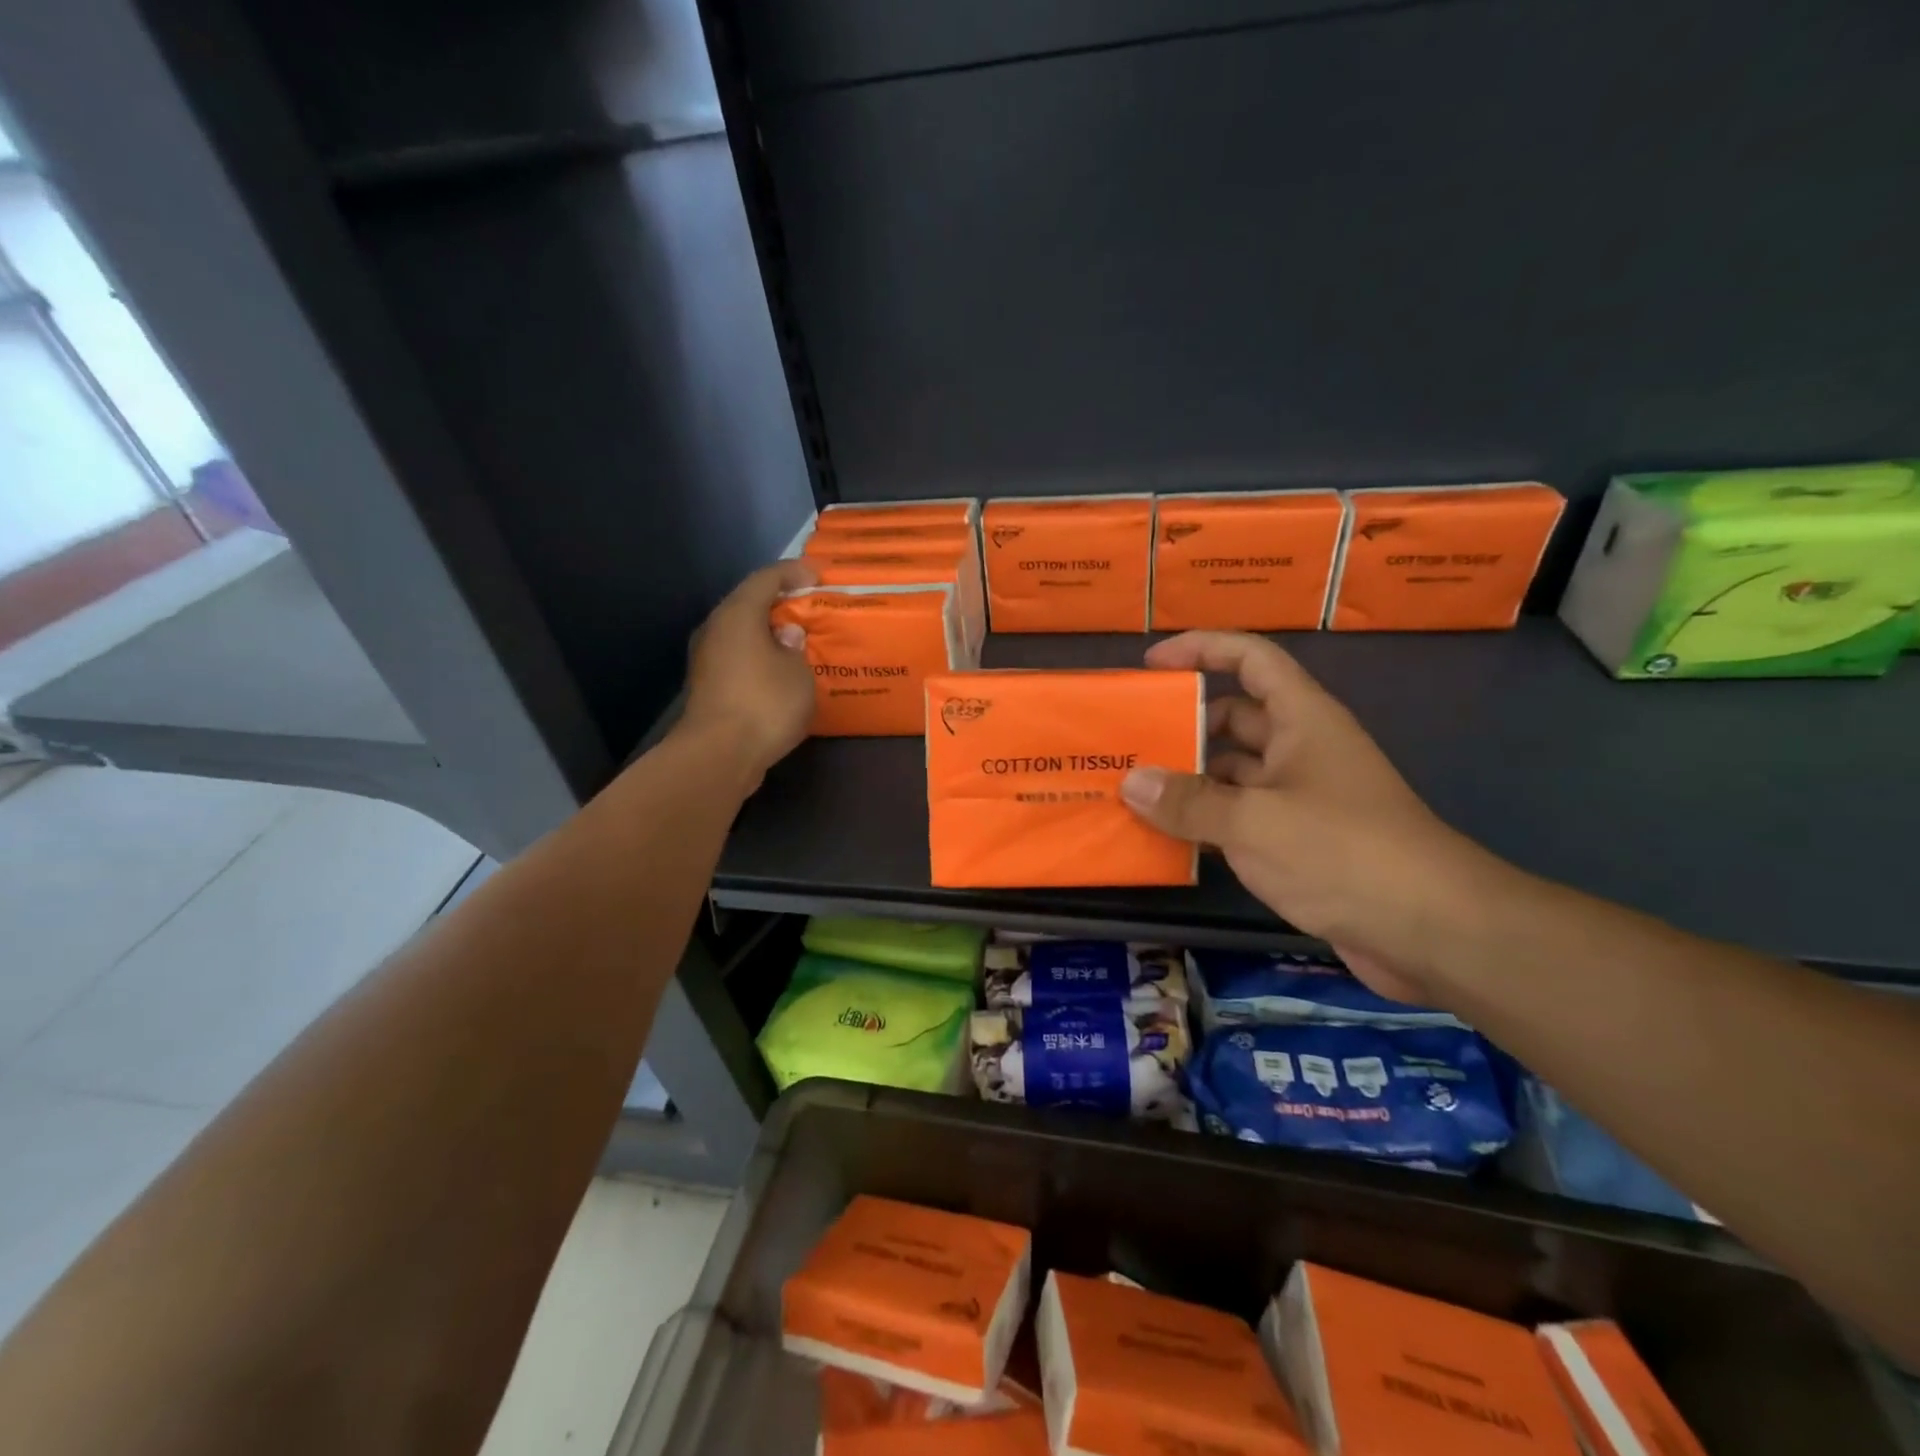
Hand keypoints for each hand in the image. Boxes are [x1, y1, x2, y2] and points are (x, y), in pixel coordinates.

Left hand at [680, 559, 818, 784]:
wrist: (718, 755)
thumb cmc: (764, 703)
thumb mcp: (798, 672)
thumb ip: (796, 647)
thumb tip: (785, 635)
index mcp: (737, 614)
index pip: (765, 578)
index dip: (793, 572)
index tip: (817, 575)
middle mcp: (715, 629)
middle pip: (748, 604)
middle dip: (779, 603)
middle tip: (809, 607)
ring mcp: (706, 659)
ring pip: (741, 633)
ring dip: (768, 633)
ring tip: (797, 640)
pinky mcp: (707, 686)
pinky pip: (738, 657)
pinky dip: (759, 656)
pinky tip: (779, 670)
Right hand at [1119, 631, 1499, 1005]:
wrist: (1433, 930)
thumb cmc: (1344, 853)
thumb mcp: (1255, 822)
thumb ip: (1188, 803)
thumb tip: (1131, 782)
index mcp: (1302, 719)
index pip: (1250, 658)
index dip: (1201, 648)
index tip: (1152, 665)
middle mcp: (1301, 749)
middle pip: (1234, 717)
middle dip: (1183, 724)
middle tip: (1127, 743)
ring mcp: (1301, 797)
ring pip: (1233, 773)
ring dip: (1188, 779)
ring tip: (1131, 792)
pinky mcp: (1299, 841)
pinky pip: (1240, 817)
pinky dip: (1205, 822)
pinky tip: (1164, 838)